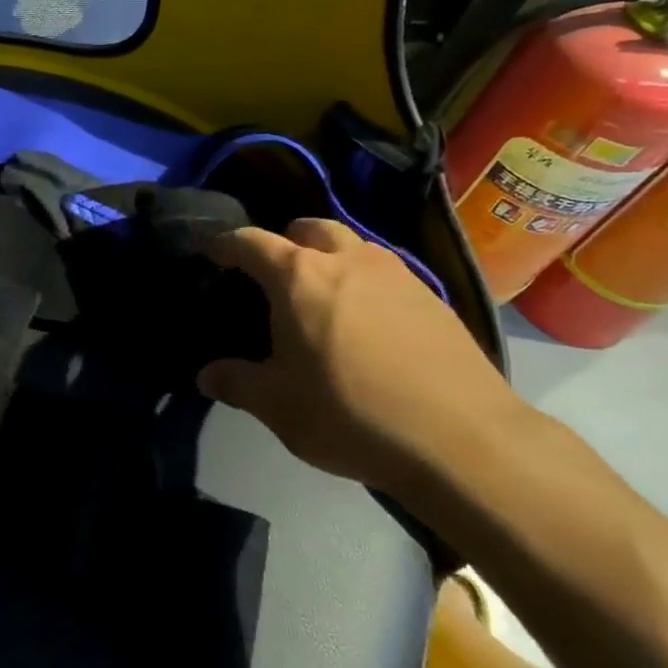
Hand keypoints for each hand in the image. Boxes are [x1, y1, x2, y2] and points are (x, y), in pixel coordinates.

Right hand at [197, 219, 534, 491]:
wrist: (461, 438)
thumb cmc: (350, 413)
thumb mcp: (277, 406)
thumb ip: (236, 383)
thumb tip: (205, 375)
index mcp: (298, 276)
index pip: (251, 241)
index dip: (226, 244)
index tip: (213, 253)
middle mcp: (347, 259)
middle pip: (308, 228)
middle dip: (285, 241)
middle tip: (275, 274)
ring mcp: (396, 273)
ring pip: (353, 245)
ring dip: (330, 257)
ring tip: (324, 296)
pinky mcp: (433, 296)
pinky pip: (387, 273)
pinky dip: (366, 282)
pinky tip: (370, 323)